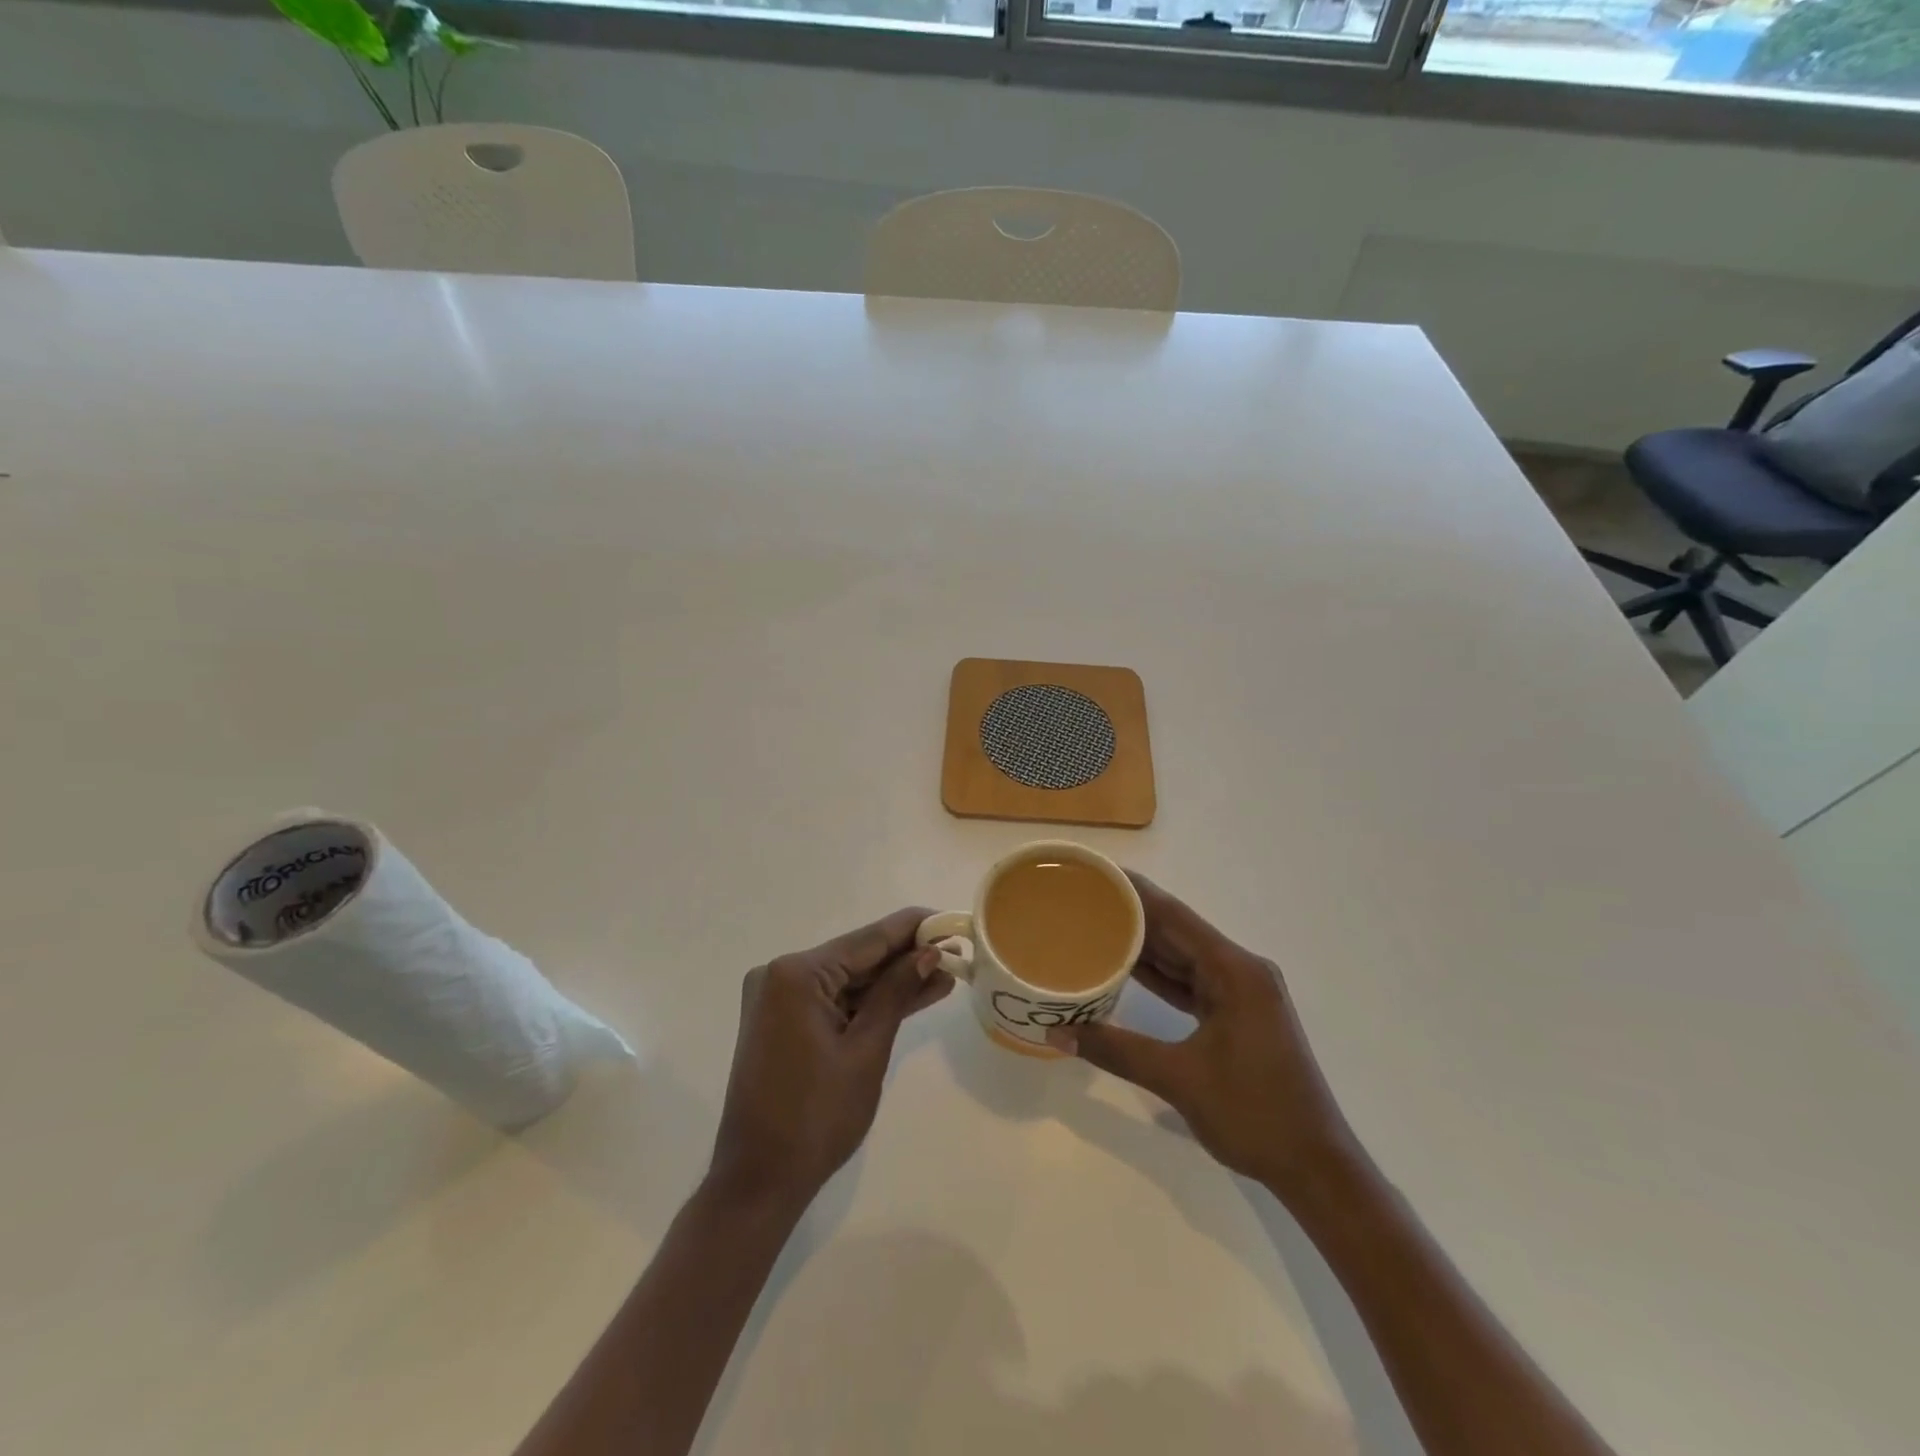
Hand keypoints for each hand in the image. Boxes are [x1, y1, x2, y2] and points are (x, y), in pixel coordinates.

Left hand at [709, 907, 953, 1208]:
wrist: (759, 1180)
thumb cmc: (816, 1118)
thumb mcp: (866, 1051)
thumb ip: (896, 993)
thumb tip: (928, 953)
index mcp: (797, 975)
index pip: (867, 939)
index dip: (912, 928)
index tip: (949, 919)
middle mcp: (781, 974)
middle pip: (857, 957)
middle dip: (906, 957)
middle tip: (955, 950)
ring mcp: (778, 998)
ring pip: (848, 980)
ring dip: (891, 982)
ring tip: (943, 976)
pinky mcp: (782, 1020)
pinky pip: (834, 1000)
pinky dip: (868, 1003)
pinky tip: (911, 996)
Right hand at [1047, 874, 1352, 1196]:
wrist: (1316, 1168)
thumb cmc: (1255, 1115)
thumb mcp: (1179, 1079)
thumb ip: (1116, 1050)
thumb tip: (1056, 1034)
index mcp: (1235, 971)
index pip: (1175, 916)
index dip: (1135, 892)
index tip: (1096, 872)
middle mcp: (1241, 971)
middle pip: (1178, 932)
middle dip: (1131, 915)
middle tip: (1084, 899)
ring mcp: (1241, 993)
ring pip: (1183, 958)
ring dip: (1143, 945)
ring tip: (1094, 925)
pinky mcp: (1237, 1015)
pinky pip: (1190, 982)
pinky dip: (1159, 976)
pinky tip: (1124, 968)